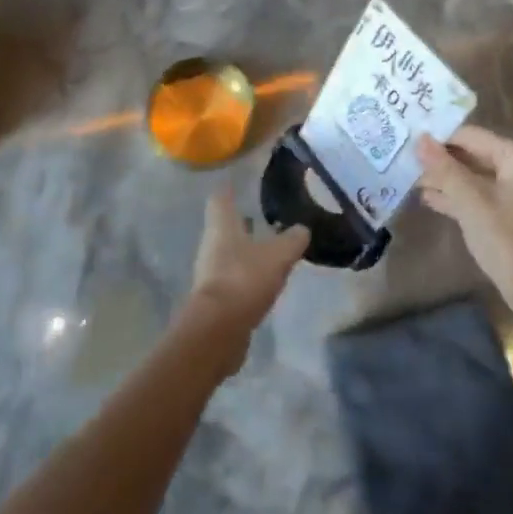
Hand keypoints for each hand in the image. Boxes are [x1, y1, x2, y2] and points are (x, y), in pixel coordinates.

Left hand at [180, 188, 310, 375]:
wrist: (218, 329)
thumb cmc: (244, 278)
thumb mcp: (278, 256)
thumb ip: (292, 240)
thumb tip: (303, 229)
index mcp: (222, 226)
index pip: (220, 198)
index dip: (229, 190)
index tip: (238, 184)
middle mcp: (211, 245)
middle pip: (223, 227)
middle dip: (241, 223)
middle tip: (261, 217)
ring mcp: (210, 272)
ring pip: (227, 253)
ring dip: (244, 250)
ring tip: (267, 249)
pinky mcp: (214, 298)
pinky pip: (231, 278)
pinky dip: (245, 276)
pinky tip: (262, 280)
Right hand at [415, 126, 512, 315]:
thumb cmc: (509, 242)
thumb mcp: (470, 202)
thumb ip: (444, 168)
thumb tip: (420, 139)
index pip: (474, 136)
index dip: (440, 140)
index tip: (410, 144)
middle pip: (479, 156)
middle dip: (444, 162)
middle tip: (408, 163)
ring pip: (482, 179)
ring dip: (450, 181)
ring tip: (414, 182)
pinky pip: (490, 197)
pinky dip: (465, 198)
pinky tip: (434, 201)